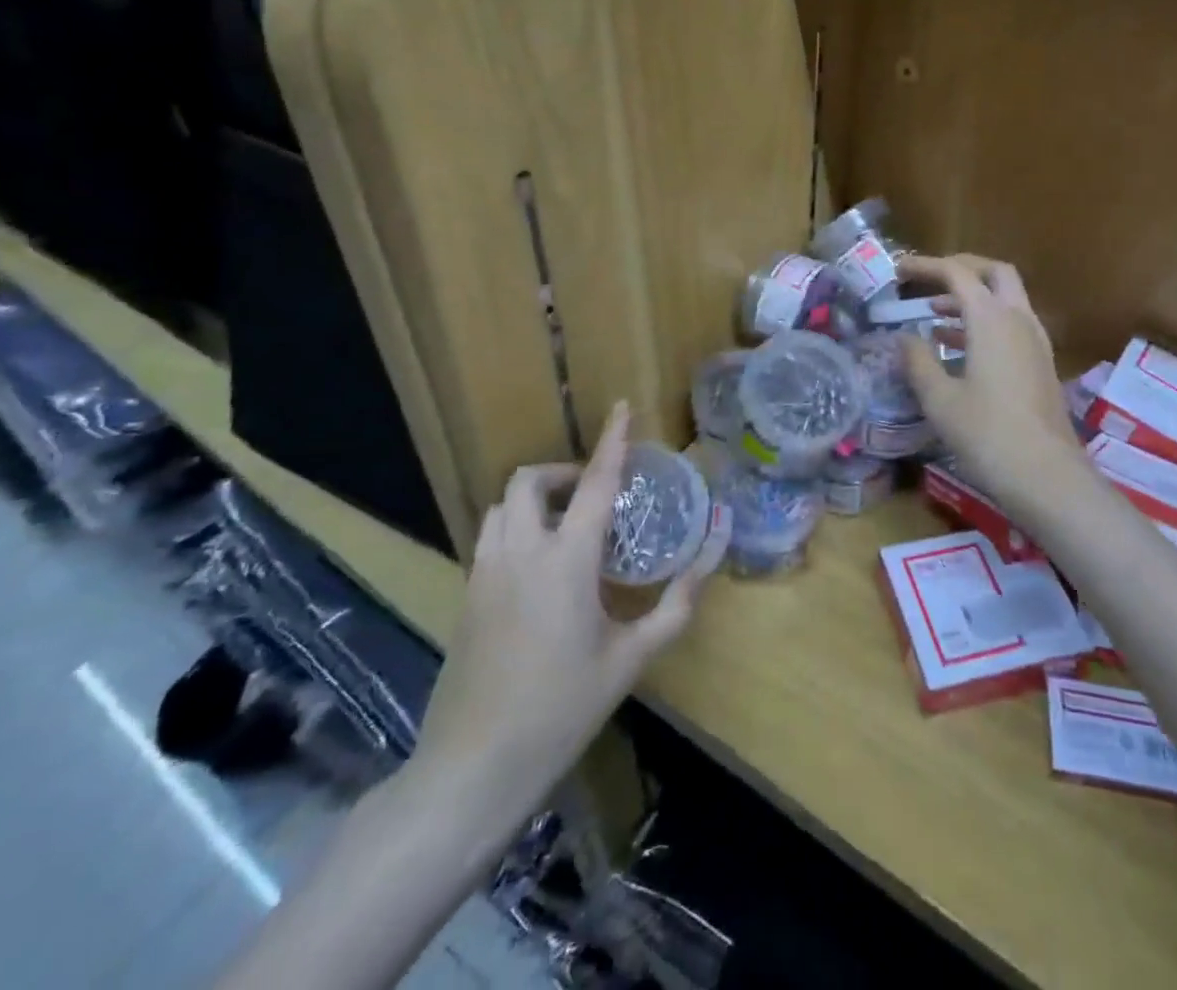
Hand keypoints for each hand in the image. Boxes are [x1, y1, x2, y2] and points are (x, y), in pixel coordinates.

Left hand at [405, 403, 705, 843]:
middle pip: (528, 481)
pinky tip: (537, 569)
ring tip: (563, 526)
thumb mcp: (631, 659)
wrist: (472, 769)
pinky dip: (514, 528)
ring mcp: (484, 573)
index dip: (613, 441)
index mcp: (566, 560)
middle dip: (560, 473)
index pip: (594, 482)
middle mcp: (520, 552)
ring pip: (501, 507)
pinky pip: (489, 538)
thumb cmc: (562, 709)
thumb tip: (711, 557)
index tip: (622, 408)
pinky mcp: (465, 597)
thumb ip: (676, 605)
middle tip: (591, 495)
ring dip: (532, 499)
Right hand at [899, 254, 1091, 518]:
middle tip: (929, 280)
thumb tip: (905, 337)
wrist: (1047, 476)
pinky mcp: (1041, 364)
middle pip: (994, 274)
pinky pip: (1011, 325)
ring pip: (1005, 300)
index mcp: (992, 319)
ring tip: (934, 316)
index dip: (926, 266)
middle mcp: (1019, 320)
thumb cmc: (987, 434)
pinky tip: (958, 349)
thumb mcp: (939, 399)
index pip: (958, 273)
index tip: (898, 269)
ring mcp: (1036, 342)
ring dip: (972, 299)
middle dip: (961, 269)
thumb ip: (918, 361)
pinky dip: (984, 323)